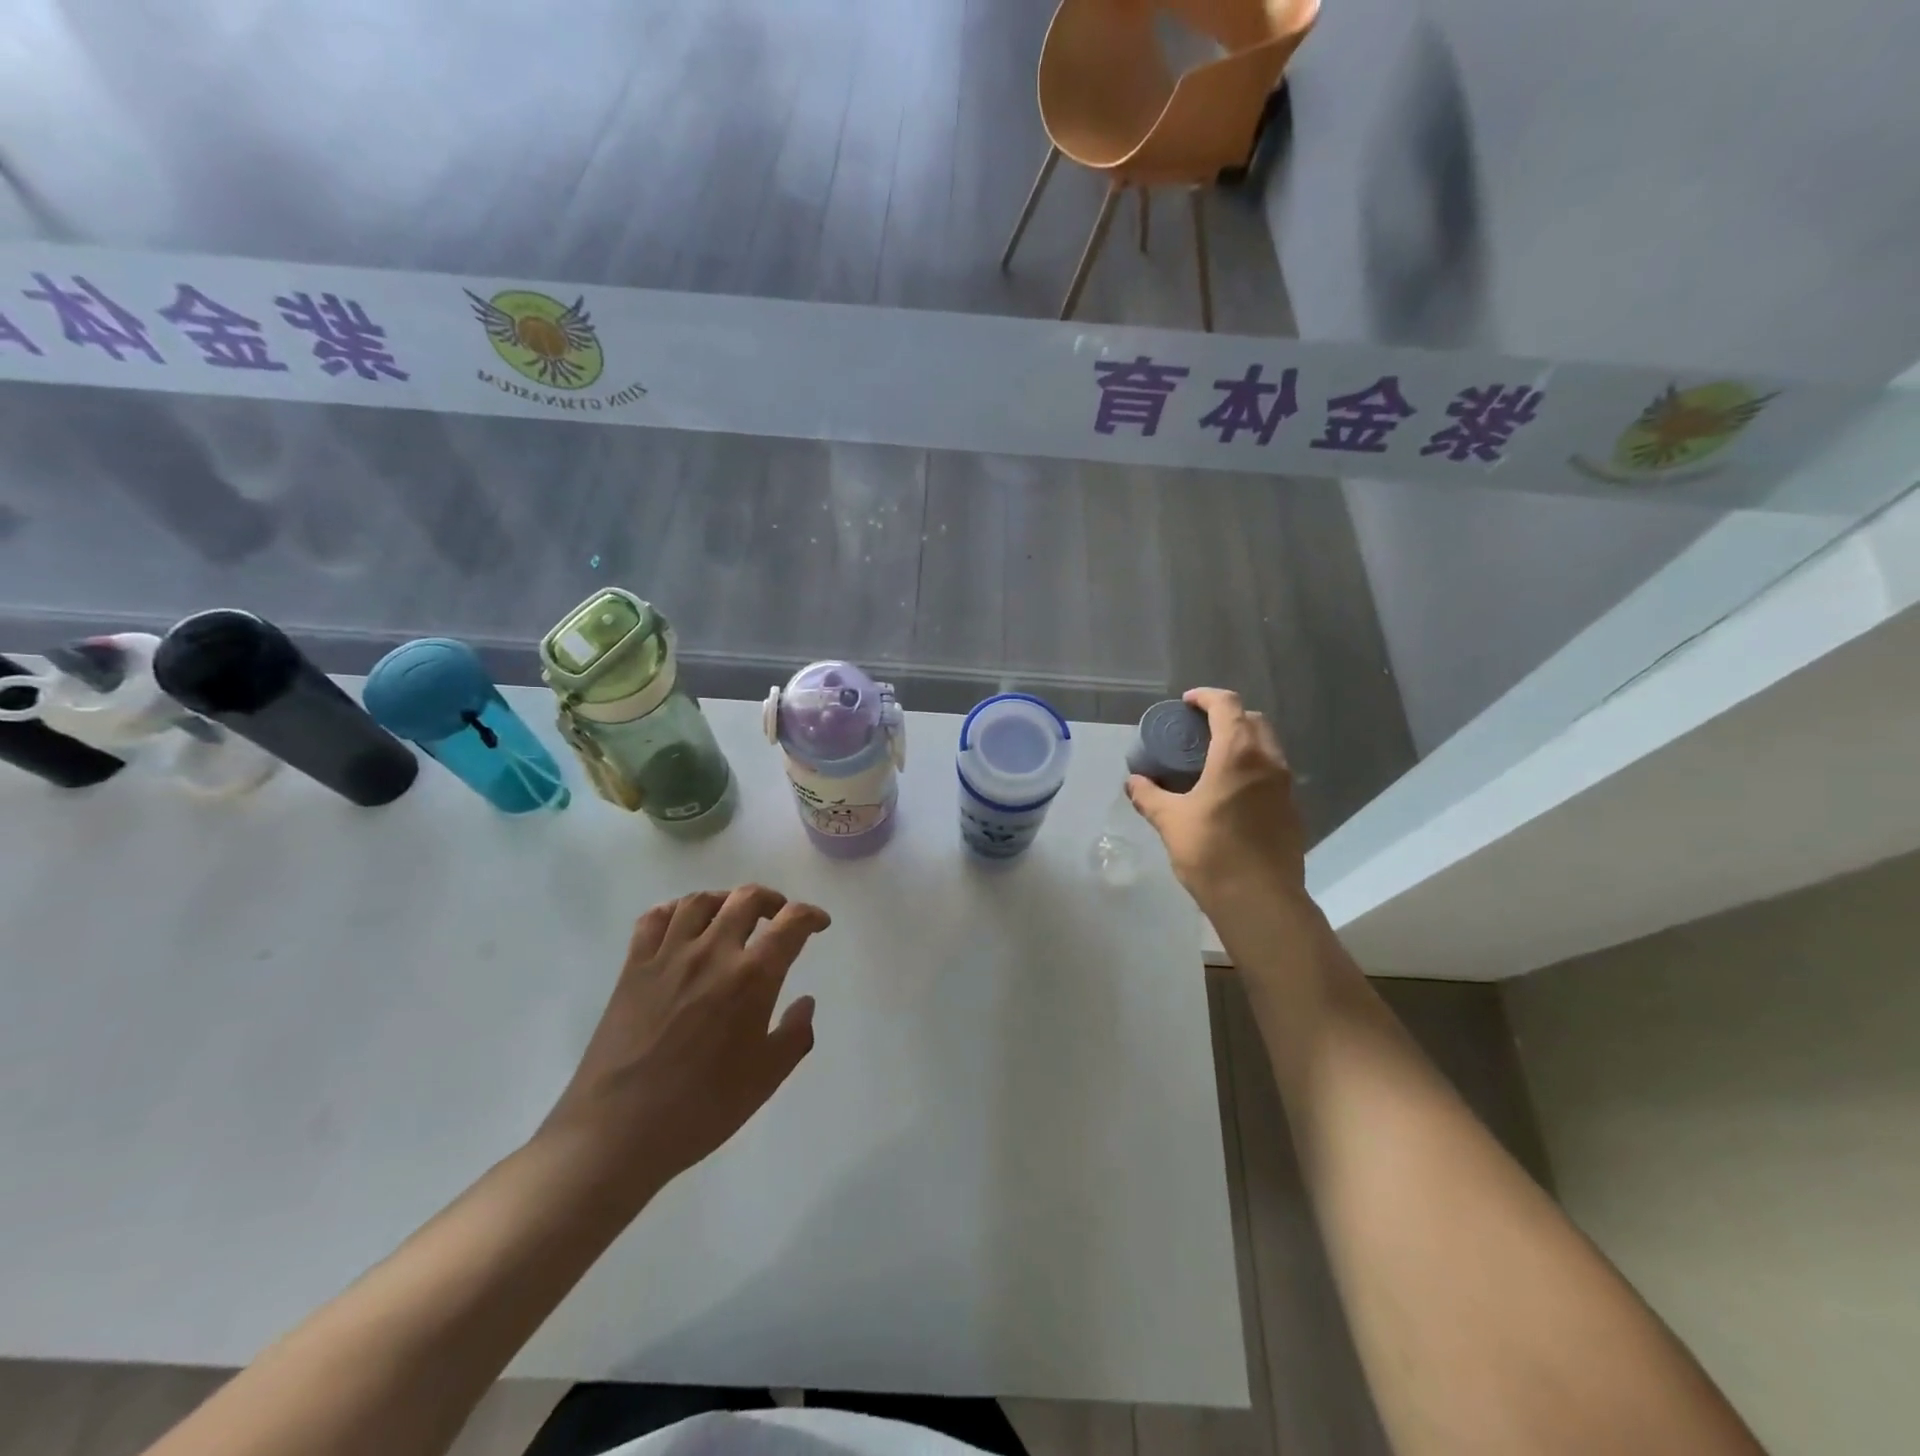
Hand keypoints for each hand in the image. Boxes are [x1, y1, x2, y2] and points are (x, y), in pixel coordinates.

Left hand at [540, 886, 829, 1195]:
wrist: (617, 1132)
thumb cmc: (700, 1109)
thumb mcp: (765, 1079)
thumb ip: (795, 1035)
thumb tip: (805, 1002)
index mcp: (751, 978)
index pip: (791, 924)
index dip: (811, 916)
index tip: (819, 924)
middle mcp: (712, 953)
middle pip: (746, 899)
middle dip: (772, 900)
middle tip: (779, 916)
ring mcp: (668, 956)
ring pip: (700, 901)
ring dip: (725, 900)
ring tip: (733, 915)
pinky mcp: (633, 968)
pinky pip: (654, 919)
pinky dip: (675, 910)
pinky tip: (683, 925)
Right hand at [1126, 688, 1306, 912]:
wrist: (1259, 900)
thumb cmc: (1211, 851)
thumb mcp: (1170, 821)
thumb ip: (1150, 796)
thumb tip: (1133, 782)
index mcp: (1238, 754)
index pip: (1228, 705)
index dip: (1206, 697)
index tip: (1186, 703)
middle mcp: (1268, 761)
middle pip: (1253, 720)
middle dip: (1227, 716)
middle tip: (1199, 730)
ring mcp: (1286, 786)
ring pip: (1268, 746)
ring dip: (1243, 741)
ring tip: (1213, 759)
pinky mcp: (1292, 810)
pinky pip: (1273, 773)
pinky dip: (1253, 768)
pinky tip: (1231, 792)